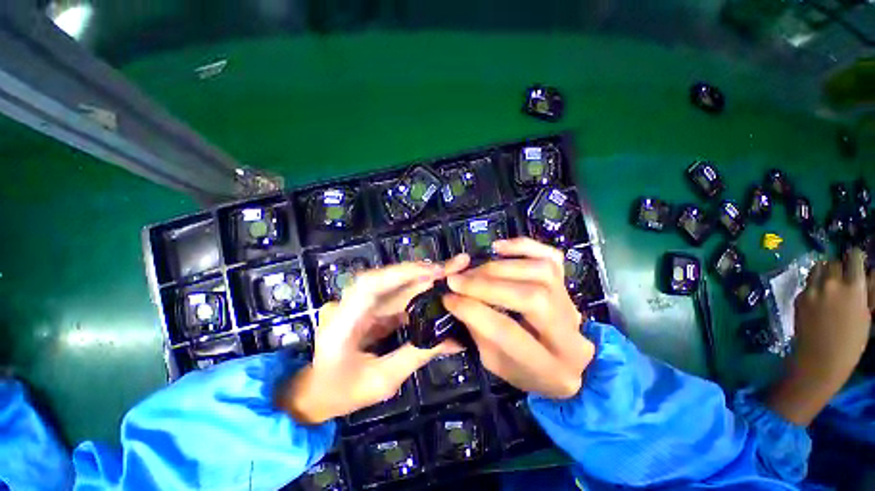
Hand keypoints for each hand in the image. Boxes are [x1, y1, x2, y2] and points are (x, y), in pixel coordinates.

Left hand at [277, 258, 467, 423]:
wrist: (315, 393)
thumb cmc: (340, 392)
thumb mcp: (381, 381)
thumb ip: (415, 355)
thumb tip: (451, 339)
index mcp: (343, 321)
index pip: (371, 285)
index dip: (403, 273)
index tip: (434, 270)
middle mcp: (350, 304)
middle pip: (389, 280)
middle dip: (424, 273)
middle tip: (455, 266)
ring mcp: (359, 305)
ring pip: (396, 287)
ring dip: (424, 282)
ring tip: (452, 276)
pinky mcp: (369, 309)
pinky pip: (396, 299)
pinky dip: (418, 297)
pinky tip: (437, 296)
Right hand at [442, 238, 593, 398]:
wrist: (568, 363)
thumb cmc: (527, 370)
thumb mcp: (496, 363)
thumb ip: (479, 331)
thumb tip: (457, 298)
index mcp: (550, 368)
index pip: (508, 332)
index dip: (472, 310)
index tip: (448, 298)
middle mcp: (570, 332)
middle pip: (531, 297)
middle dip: (486, 285)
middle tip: (457, 281)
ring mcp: (572, 303)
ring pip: (541, 271)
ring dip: (499, 267)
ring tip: (473, 271)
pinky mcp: (568, 282)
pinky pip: (550, 256)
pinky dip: (523, 246)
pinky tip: (498, 247)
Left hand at [794, 248, 870, 380]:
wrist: (820, 359)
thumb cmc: (851, 342)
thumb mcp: (866, 315)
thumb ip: (865, 292)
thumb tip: (868, 274)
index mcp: (854, 287)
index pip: (853, 257)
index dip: (855, 258)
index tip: (856, 261)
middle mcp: (831, 284)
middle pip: (833, 263)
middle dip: (839, 268)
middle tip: (842, 278)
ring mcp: (812, 290)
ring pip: (817, 269)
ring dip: (824, 273)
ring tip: (829, 285)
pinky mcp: (799, 297)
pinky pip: (808, 284)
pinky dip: (814, 286)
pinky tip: (818, 298)